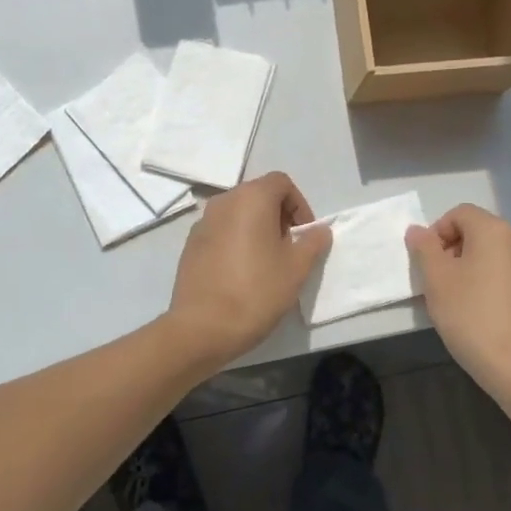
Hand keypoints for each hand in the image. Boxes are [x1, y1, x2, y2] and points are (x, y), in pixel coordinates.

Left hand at [163, 172, 331, 370]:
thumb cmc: (256, 291)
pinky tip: (241, 273)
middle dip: (279, 216)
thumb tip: (320, 229)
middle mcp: (224, 201)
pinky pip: (221, 231)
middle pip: (258, 195)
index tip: (304, 235)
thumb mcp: (296, 268)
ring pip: (238, 214)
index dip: (299, 205)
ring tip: (266, 263)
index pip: (282, 183)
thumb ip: (312, 242)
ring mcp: (202, 222)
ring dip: (257, 228)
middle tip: (289, 249)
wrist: (201, 328)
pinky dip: (236, 241)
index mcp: (251, 198)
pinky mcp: (190, 245)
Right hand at [407, 204, 510, 414]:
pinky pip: (509, 280)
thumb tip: (418, 230)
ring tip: (458, 304)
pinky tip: (484, 319)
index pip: (459, 214)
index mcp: (494, 231)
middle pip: (478, 234)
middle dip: (453, 252)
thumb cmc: (473, 317)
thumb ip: (424, 248)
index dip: (437, 233)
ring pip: (493, 258)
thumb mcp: (436, 281)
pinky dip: (492, 288)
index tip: (428, 264)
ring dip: (472, 271)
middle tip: (438, 284)